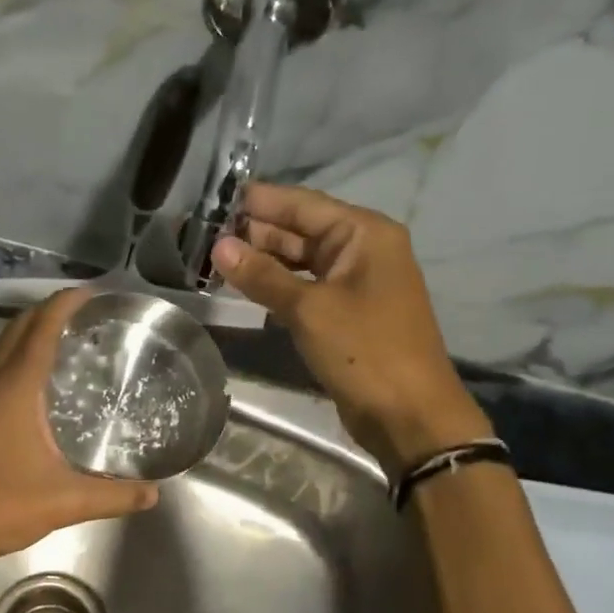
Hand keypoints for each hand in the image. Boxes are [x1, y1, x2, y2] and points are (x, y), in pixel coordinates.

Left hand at [0, 287, 159, 572]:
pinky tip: (38, 384)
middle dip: (48, 311)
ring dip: (30, 334)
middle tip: (85, 313)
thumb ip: (114, 496)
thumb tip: (154, 493)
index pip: (40, 329)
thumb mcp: (66, 501)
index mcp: (14, 390)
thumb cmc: (2, 507)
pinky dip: (18, 359)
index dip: (64, 304)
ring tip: (66, 339)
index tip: (91, 293)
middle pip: (17, 329)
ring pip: (2, 349)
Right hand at [211, 183, 492, 474]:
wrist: (408, 414)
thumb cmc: (364, 350)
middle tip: (205, 232)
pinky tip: (243, 286)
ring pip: (300, 261)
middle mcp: (362, 250)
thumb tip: (219, 246)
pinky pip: (304, 287)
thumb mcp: (308, 309)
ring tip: (214, 258)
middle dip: (256, 231)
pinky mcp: (345, 313)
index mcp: (364, 234)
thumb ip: (262, 275)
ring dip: (262, 260)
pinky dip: (276, 285)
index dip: (261, 201)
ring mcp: (354, 283)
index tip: (217, 198)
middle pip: (301, 230)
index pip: (303, 204)